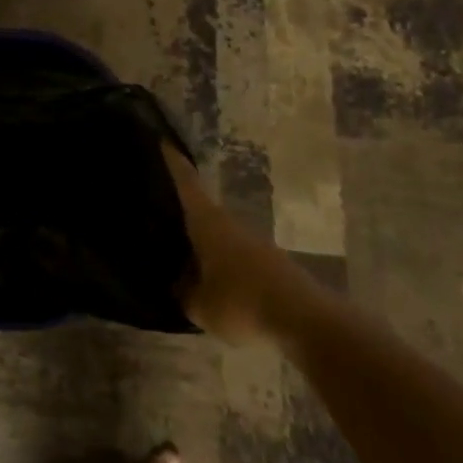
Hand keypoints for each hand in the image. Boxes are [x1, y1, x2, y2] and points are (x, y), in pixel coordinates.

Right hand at [162, 141, 294, 345]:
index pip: (187, 182)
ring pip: (219, 232)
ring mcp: (253, 242)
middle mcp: (230, 223)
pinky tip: (212, 278)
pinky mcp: (270, 263)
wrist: (305, 321)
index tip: (163, 140)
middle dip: (182, 205)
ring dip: (203, 237)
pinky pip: (235, 254)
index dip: (174, 161)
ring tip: (181, 248)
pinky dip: (220, 259)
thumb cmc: (242, 303)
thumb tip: (175, 282)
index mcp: (207, 222)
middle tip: (157, 205)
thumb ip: (182, 292)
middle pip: (202, 206)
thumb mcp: (200, 306)